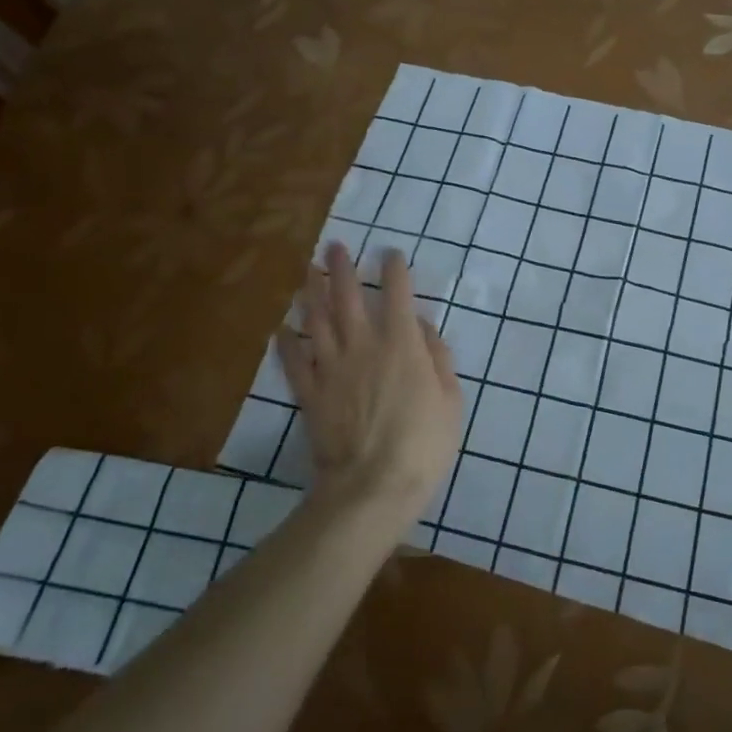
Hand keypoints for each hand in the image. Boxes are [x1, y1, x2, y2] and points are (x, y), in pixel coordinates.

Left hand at [277, 243, 463, 522]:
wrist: (373, 485)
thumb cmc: (423, 443)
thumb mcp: (450, 399)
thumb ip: (437, 357)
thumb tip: (422, 327)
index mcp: (401, 344)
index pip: (397, 295)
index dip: (395, 270)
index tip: (391, 253)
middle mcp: (363, 346)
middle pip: (348, 298)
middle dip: (342, 268)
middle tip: (334, 246)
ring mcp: (332, 368)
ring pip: (317, 320)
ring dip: (311, 292)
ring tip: (307, 270)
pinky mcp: (310, 393)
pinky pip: (294, 362)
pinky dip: (285, 343)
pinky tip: (280, 328)